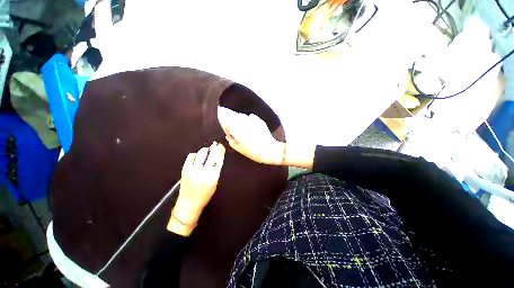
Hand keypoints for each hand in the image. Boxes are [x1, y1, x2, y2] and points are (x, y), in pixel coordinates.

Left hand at [168, 142, 225, 235]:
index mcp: (212, 176)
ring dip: (205, 151)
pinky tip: (198, 157)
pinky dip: (195, 155)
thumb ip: (216, 170)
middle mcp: (203, 172)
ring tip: (207, 152)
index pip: (218, 159)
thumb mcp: (215, 183)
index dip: (220, 151)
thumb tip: (217, 157)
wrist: (188, 203)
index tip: (221, 146)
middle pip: (211, 154)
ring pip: (201, 153)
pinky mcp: (185, 169)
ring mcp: (192, 169)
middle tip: (215, 145)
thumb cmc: (204, 195)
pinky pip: (191, 156)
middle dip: (214, 148)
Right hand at [218, 107, 283, 164]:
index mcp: (238, 131)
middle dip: (231, 121)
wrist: (270, 150)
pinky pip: (250, 117)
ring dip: (239, 120)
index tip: (225, 127)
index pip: (227, 123)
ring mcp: (252, 121)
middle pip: (234, 117)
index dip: (225, 124)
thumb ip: (231, 140)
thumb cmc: (254, 152)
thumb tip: (227, 135)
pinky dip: (247, 120)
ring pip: (242, 116)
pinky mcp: (259, 121)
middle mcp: (244, 124)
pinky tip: (249, 126)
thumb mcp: (239, 149)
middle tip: (232, 127)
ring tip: (241, 126)